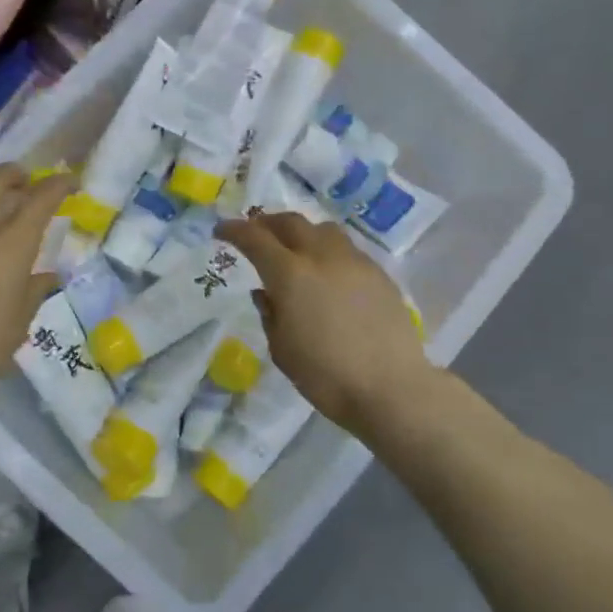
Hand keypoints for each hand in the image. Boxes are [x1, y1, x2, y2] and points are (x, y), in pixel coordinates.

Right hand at [218, 212, 432, 434]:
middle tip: (255, 233)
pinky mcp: (379, 274)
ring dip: (301, 232)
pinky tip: (328, 273)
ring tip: (295, 248)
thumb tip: (264, 292)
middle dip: (267, 223)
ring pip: (323, 230)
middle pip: (290, 223)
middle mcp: (322, 257)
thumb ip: (269, 313)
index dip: (234, 230)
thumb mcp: (282, 349)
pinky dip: (328, 250)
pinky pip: (347, 249)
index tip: (221, 231)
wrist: (391, 388)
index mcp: (290, 274)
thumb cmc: (325, 375)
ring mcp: (354, 262)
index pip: (254, 238)